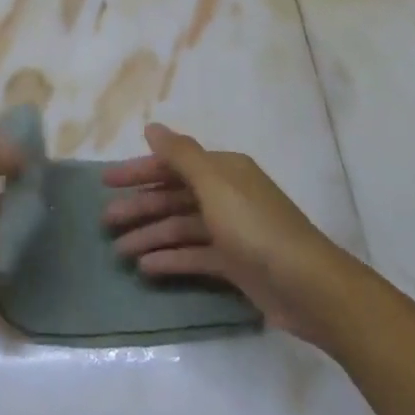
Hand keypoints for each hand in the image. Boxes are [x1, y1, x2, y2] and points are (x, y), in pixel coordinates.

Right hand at [102, 122, 348, 340]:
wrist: (308, 286)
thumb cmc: (256, 228)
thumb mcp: (215, 185)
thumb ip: (181, 155)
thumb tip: (152, 127)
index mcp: (223, 171)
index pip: (172, 165)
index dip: (138, 171)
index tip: (106, 183)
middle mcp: (226, 195)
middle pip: (174, 197)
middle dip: (140, 207)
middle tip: (106, 221)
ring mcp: (231, 231)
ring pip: (181, 228)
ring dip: (150, 236)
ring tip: (119, 251)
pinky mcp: (235, 263)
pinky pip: (194, 255)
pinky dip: (171, 260)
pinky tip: (146, 269)